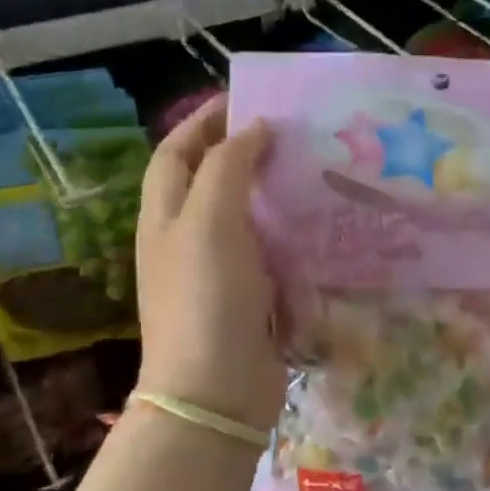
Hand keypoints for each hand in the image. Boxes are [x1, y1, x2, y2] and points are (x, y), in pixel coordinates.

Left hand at [134, 96, 284, 433]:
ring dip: (274, 193)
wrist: (216, 391)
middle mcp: (187, 240)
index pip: (176, 153)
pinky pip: (271, 255)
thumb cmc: (205, 299)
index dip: (204, 122)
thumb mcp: (209, 222)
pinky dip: (292, 236)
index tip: (247, 99)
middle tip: (293, 134)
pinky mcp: (251, 300)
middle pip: (211, 182)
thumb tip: (253, 129)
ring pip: (245, 218)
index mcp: (165, 216)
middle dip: (244, 153)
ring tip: (315, 170)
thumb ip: (228, 167)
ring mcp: (219, 273)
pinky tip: (323, 226)